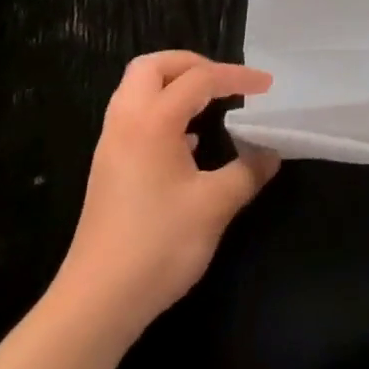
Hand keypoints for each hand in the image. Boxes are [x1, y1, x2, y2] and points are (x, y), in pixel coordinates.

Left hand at [52, 51, 279, 338]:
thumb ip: (247, 171)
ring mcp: (111, 145)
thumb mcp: (215, 206)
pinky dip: (161, 112)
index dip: (236, 77)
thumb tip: (271, 152)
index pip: (200, 79)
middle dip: (192, 64)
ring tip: (208, 105)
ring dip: (173, 86)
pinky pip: (134, 117)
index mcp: (152, 120)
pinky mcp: (107, 168)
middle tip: (223, 82)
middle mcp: (126, 121)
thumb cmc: (158, 245)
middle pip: (153, 66)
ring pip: (137, 90)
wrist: (97, 303)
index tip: (267, 86)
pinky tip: (187, 142)